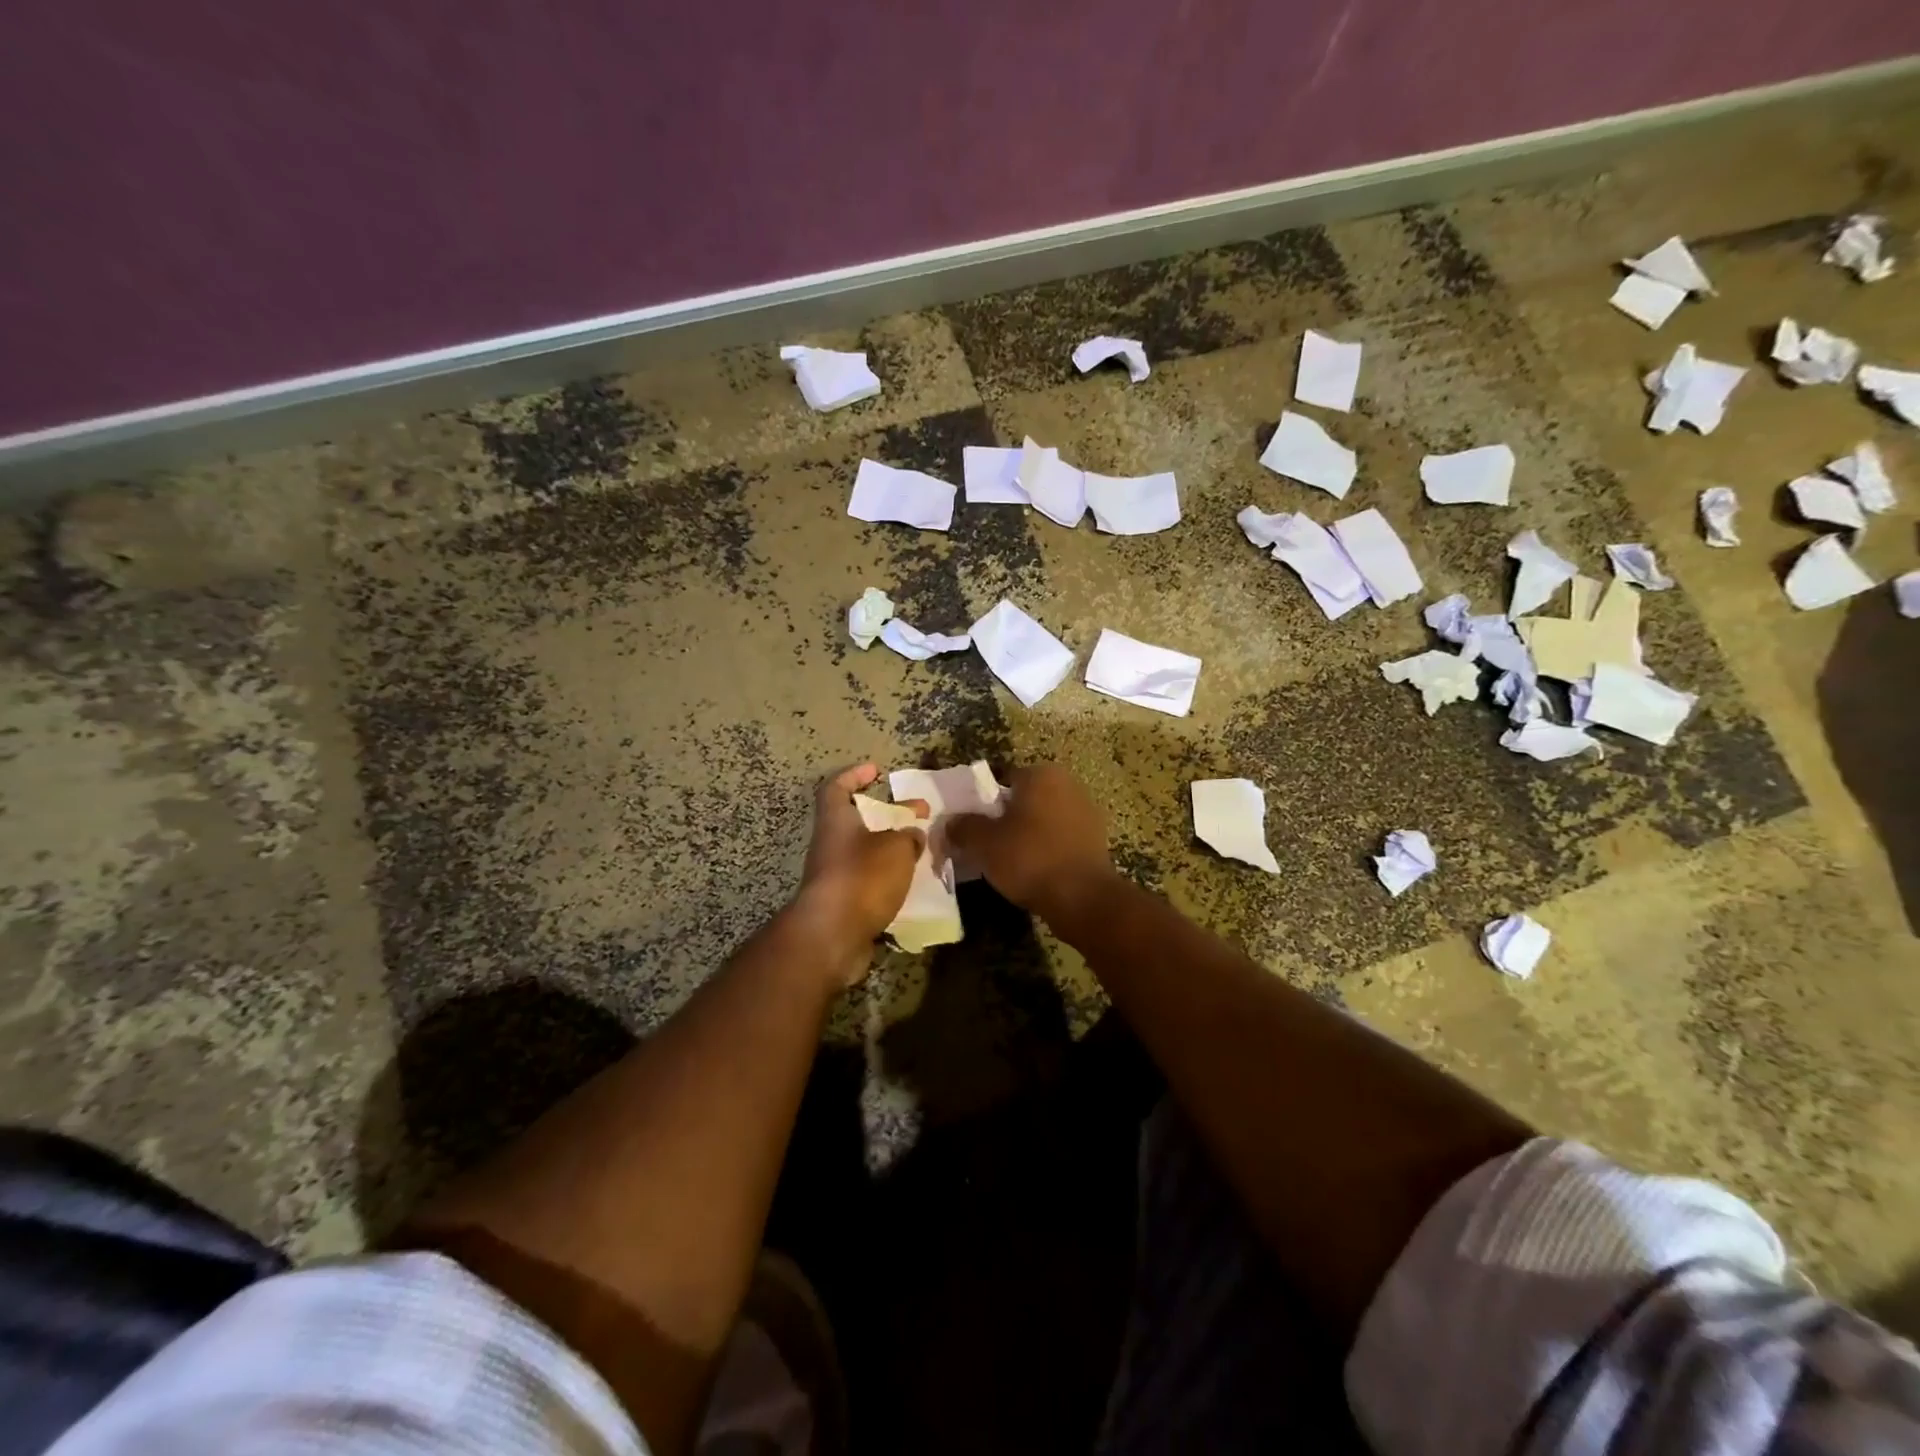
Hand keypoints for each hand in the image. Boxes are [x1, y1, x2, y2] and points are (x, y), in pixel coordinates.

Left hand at [793, 763, 925, 984]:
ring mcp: (834, 875)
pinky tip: (911, 883)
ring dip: (891, 849)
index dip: (854, 775)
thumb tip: (912, 836)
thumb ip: (907, 837)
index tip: (877, 771)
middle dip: (889, 816)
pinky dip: (888, 878)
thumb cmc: (862, 877)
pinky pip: (868, 882)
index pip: (836, 787)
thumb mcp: (896, 848)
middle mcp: (831, 844)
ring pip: (865, 853)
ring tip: (921, 851)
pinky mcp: (842, 903)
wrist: (832, 936)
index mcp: (836, 821)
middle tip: (919, 814)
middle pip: (858, 821)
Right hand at [945, 765, 1115, 926]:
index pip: (1002, 779)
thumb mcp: (983, 843)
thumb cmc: (1030, 858)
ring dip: (1027, 834)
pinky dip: (1046, 849)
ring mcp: (1086, 811)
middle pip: (1024, 799)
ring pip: (1043, 819)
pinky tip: (1033, 871)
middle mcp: (1068, 784)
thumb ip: (963, 827)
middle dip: (1006, 818)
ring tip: (1008, 861)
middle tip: (986, 844)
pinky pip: (1060, 838)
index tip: (971, 826)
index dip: (982, 803)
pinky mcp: (1096, 839)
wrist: (1082, 898)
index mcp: (1041, 774)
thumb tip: (951, 822)